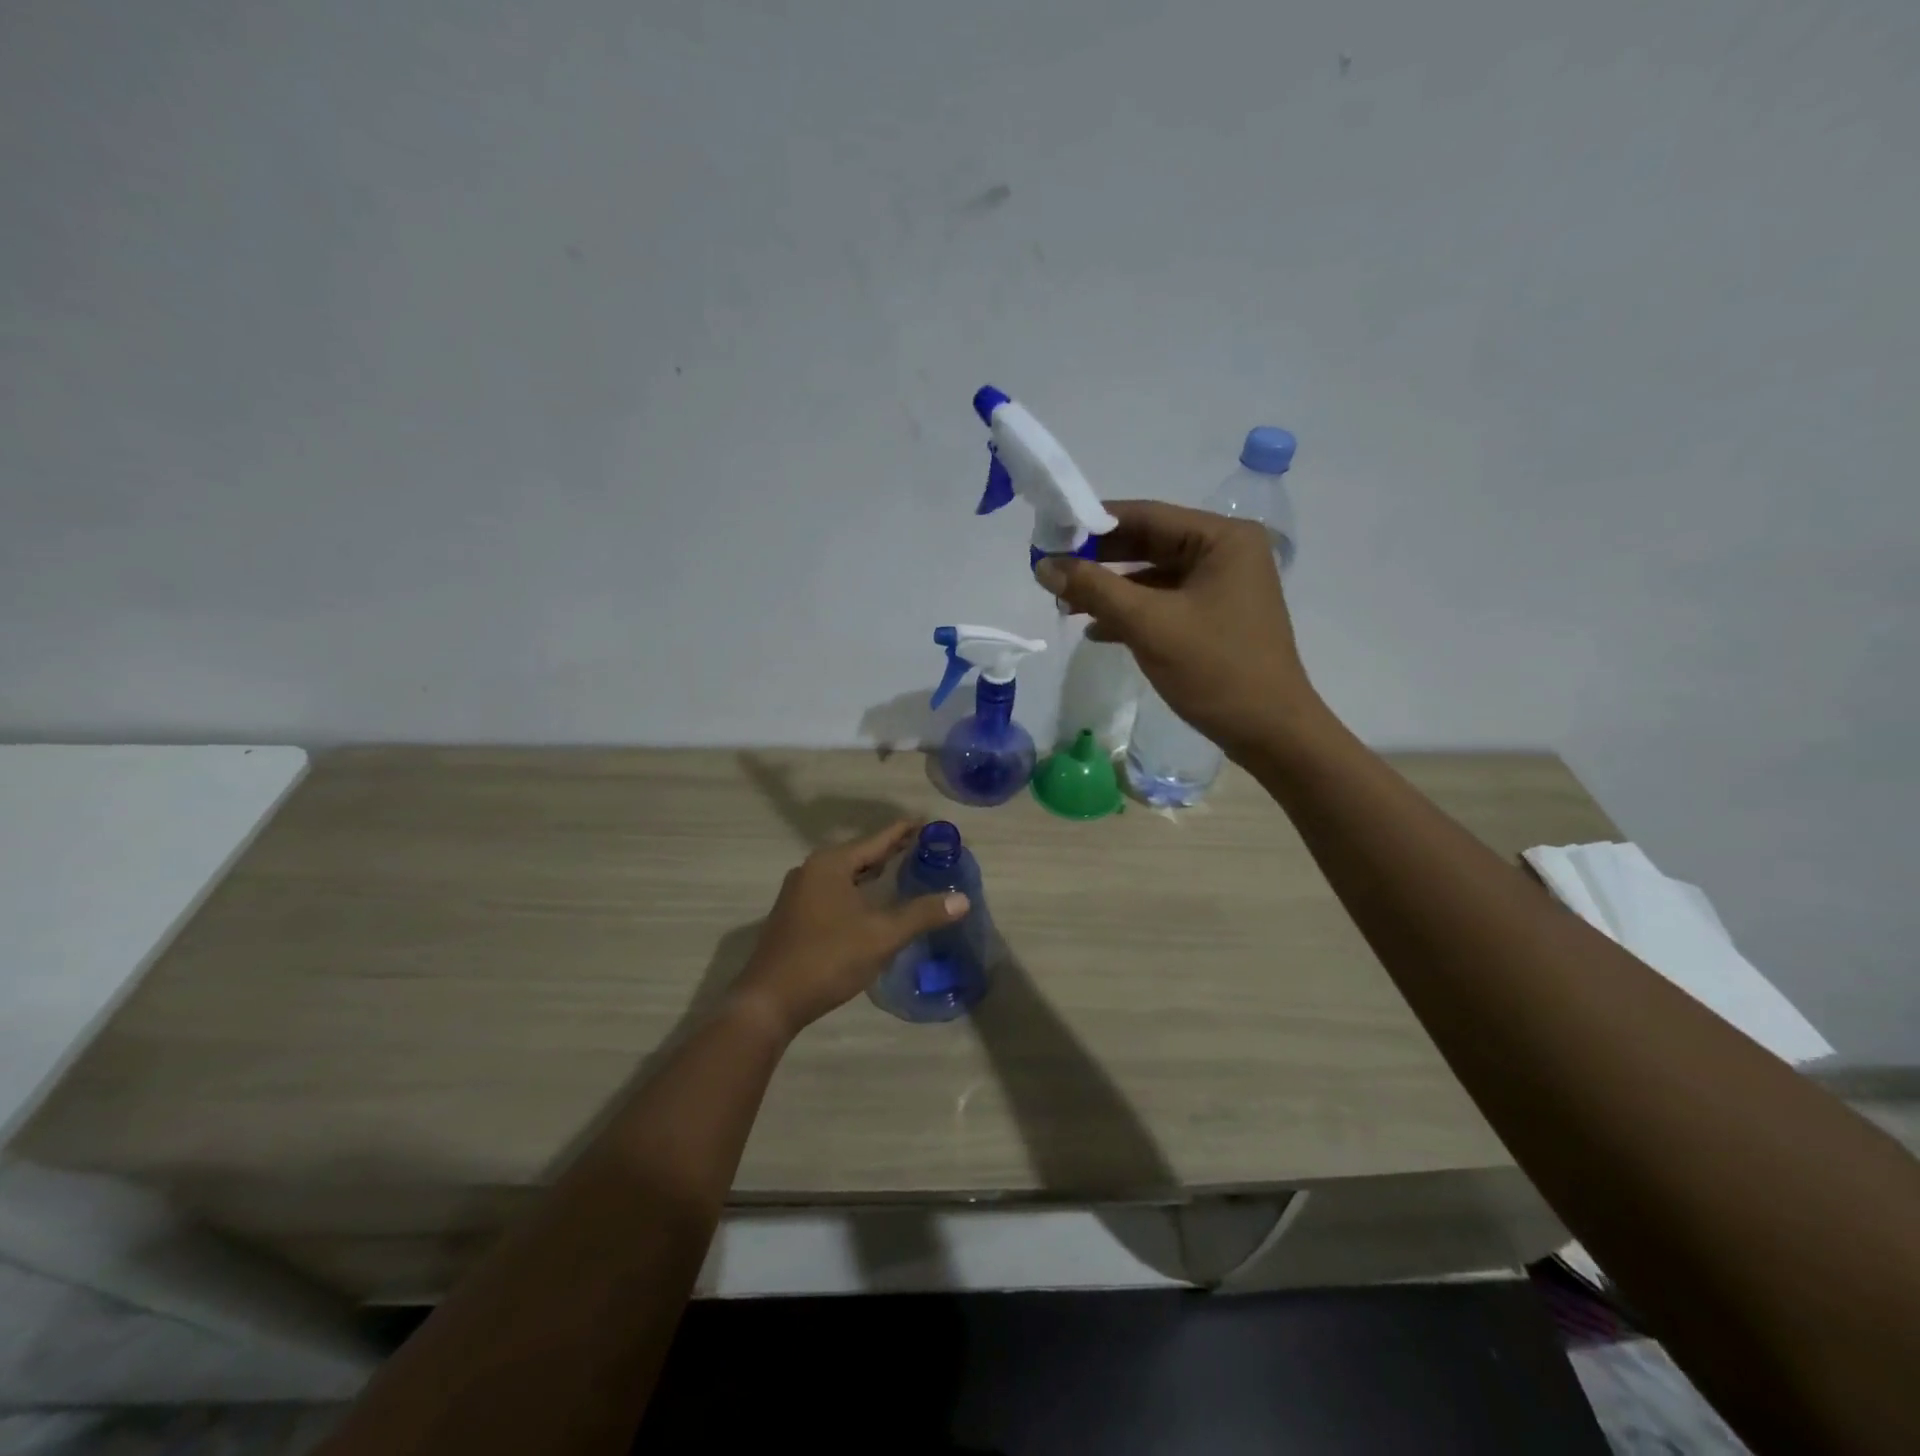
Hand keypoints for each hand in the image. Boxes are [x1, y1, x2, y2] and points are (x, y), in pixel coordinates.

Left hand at [731, 820, 968, 1038]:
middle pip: (860, 854)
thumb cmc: (828, 959)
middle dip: (890, 851)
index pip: (877, 840)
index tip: (927, 822)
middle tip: (922, 846)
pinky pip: (833, 891)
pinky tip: (869, 902)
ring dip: (871, 872)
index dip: (904, 831)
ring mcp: (799, 893)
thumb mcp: (882, 935)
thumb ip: (922, 914)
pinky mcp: (794, 916)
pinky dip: (856, 889)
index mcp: (831, 864)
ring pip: (845, 874)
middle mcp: (812, 870)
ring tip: (900, 869)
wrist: (770, 1001)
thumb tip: (963, 899)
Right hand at [1035, 500, 1319, 758]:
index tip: (1049, 534)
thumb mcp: (1148, 625)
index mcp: (1222, 538)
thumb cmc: (1215, 669)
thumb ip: (1094, 589)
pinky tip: (1097, 630)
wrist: (1270, 733)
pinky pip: (1165, 602)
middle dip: (1099, 560)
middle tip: (1051, 570)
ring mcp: (1223, 586)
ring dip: (1111, 590)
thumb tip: (1044, 565)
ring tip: (1065, 604)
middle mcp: (1226, 552)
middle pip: (1149, 543)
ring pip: (1153, 576)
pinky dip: (1132, 613)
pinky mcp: (1215, 617)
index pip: (1146, 515)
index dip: (1092, 524)